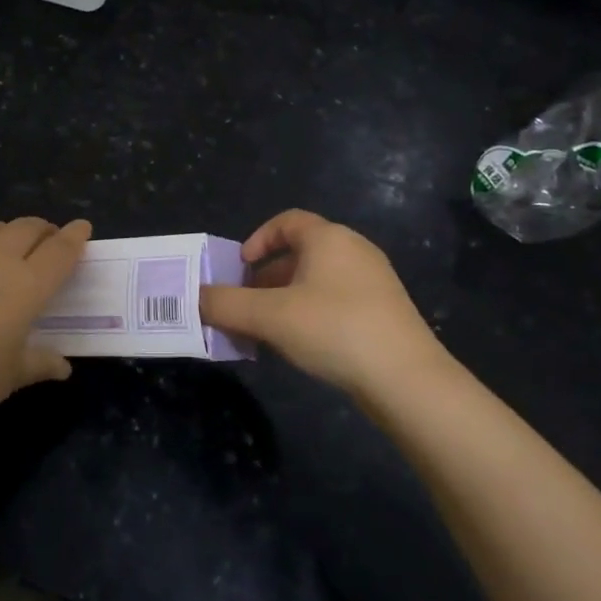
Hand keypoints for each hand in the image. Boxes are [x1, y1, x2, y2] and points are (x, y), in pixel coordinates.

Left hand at [0, 217, 88, 430]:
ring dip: (10, 231)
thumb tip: (63, 367)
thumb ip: (40, 364)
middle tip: (50, 240)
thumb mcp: (10, 376)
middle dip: (44, 229)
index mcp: (25, 286)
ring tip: (11, 245)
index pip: (59, 251)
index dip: (75, 237)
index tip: (83, 228)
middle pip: (28, 228)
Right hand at [200, 209, 453, 401]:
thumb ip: (225, 304)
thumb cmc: (334, 330)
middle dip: (267, 276)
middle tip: (246, 304)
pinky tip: (303, 345)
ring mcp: (374, 281)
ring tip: (267, 330)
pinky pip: (337, 300)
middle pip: (300, 252)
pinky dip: (312, 312)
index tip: (240, 268)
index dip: (258, 239)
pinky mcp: (385, 311)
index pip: (287, 221)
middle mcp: (354, 250)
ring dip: (287, 298)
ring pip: (318, 279)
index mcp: (328, 238)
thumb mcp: (269, 316)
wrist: (408, 379)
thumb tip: (193, 298)